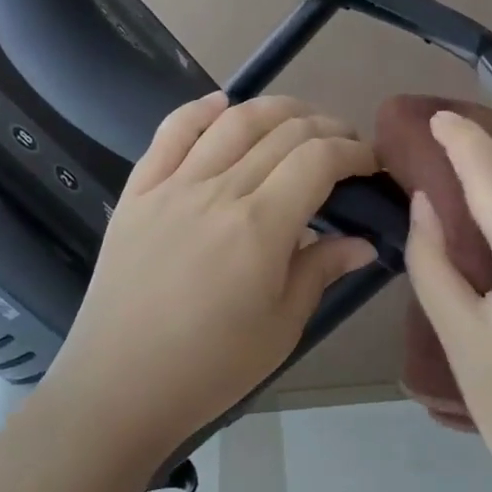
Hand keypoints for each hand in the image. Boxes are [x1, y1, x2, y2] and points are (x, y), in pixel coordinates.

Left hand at [42, 92, 379, 464]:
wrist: (119, 387)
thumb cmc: (211, 367)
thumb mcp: (282, 326)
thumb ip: (321, 270)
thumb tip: (363, 242)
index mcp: (260, 226)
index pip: (318, 160)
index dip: (353, 152)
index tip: (372, 162)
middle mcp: (218, 191)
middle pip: (282, 133)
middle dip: (326, 128)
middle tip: (346, 144)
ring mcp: (172, 186)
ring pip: (232, 122)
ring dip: (275, 109)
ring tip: (301, 118)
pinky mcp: (138, 193)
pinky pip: (170, 133)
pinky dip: (200, 110)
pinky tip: (223, 104)